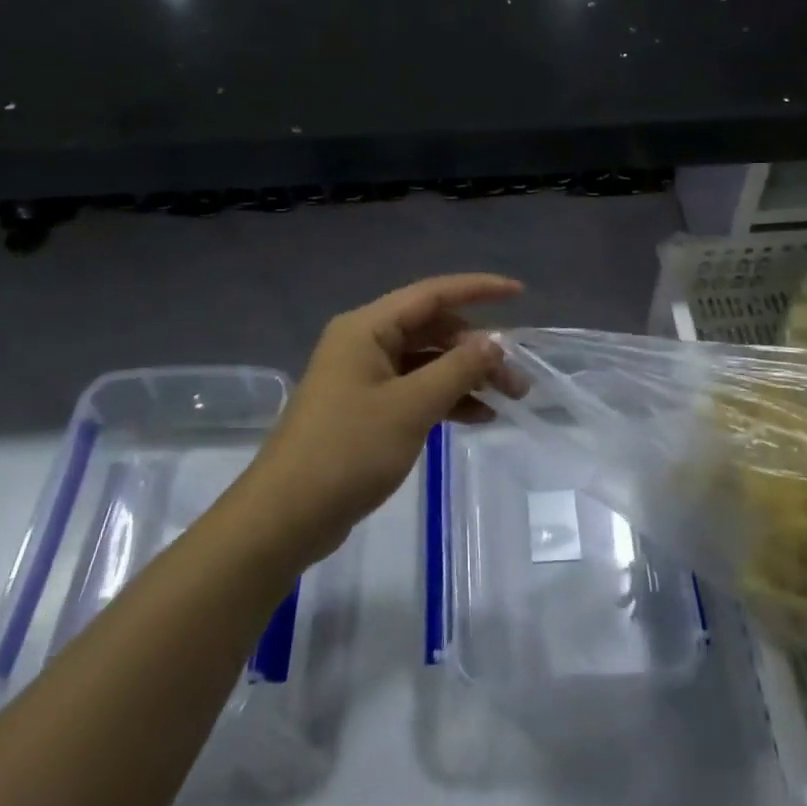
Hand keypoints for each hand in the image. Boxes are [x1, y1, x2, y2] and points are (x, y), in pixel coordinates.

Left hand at [246, 274, 523, 562]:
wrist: (286, 516)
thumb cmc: (348, 451)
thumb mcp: (411, 406)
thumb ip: (458, 369)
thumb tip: (494, 342)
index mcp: (367, 328)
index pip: (432, 294)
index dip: (478, 289)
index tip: (519, 293)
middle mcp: (364, 343)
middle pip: (433, 330)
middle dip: (478, 349)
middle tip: (517, 381)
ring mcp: (364, 377)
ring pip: (427, 362)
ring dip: (466, 376)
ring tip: (508, 401)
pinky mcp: (366, 409)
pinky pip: (415, 389)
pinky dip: (446, 399)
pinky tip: (478, 417)